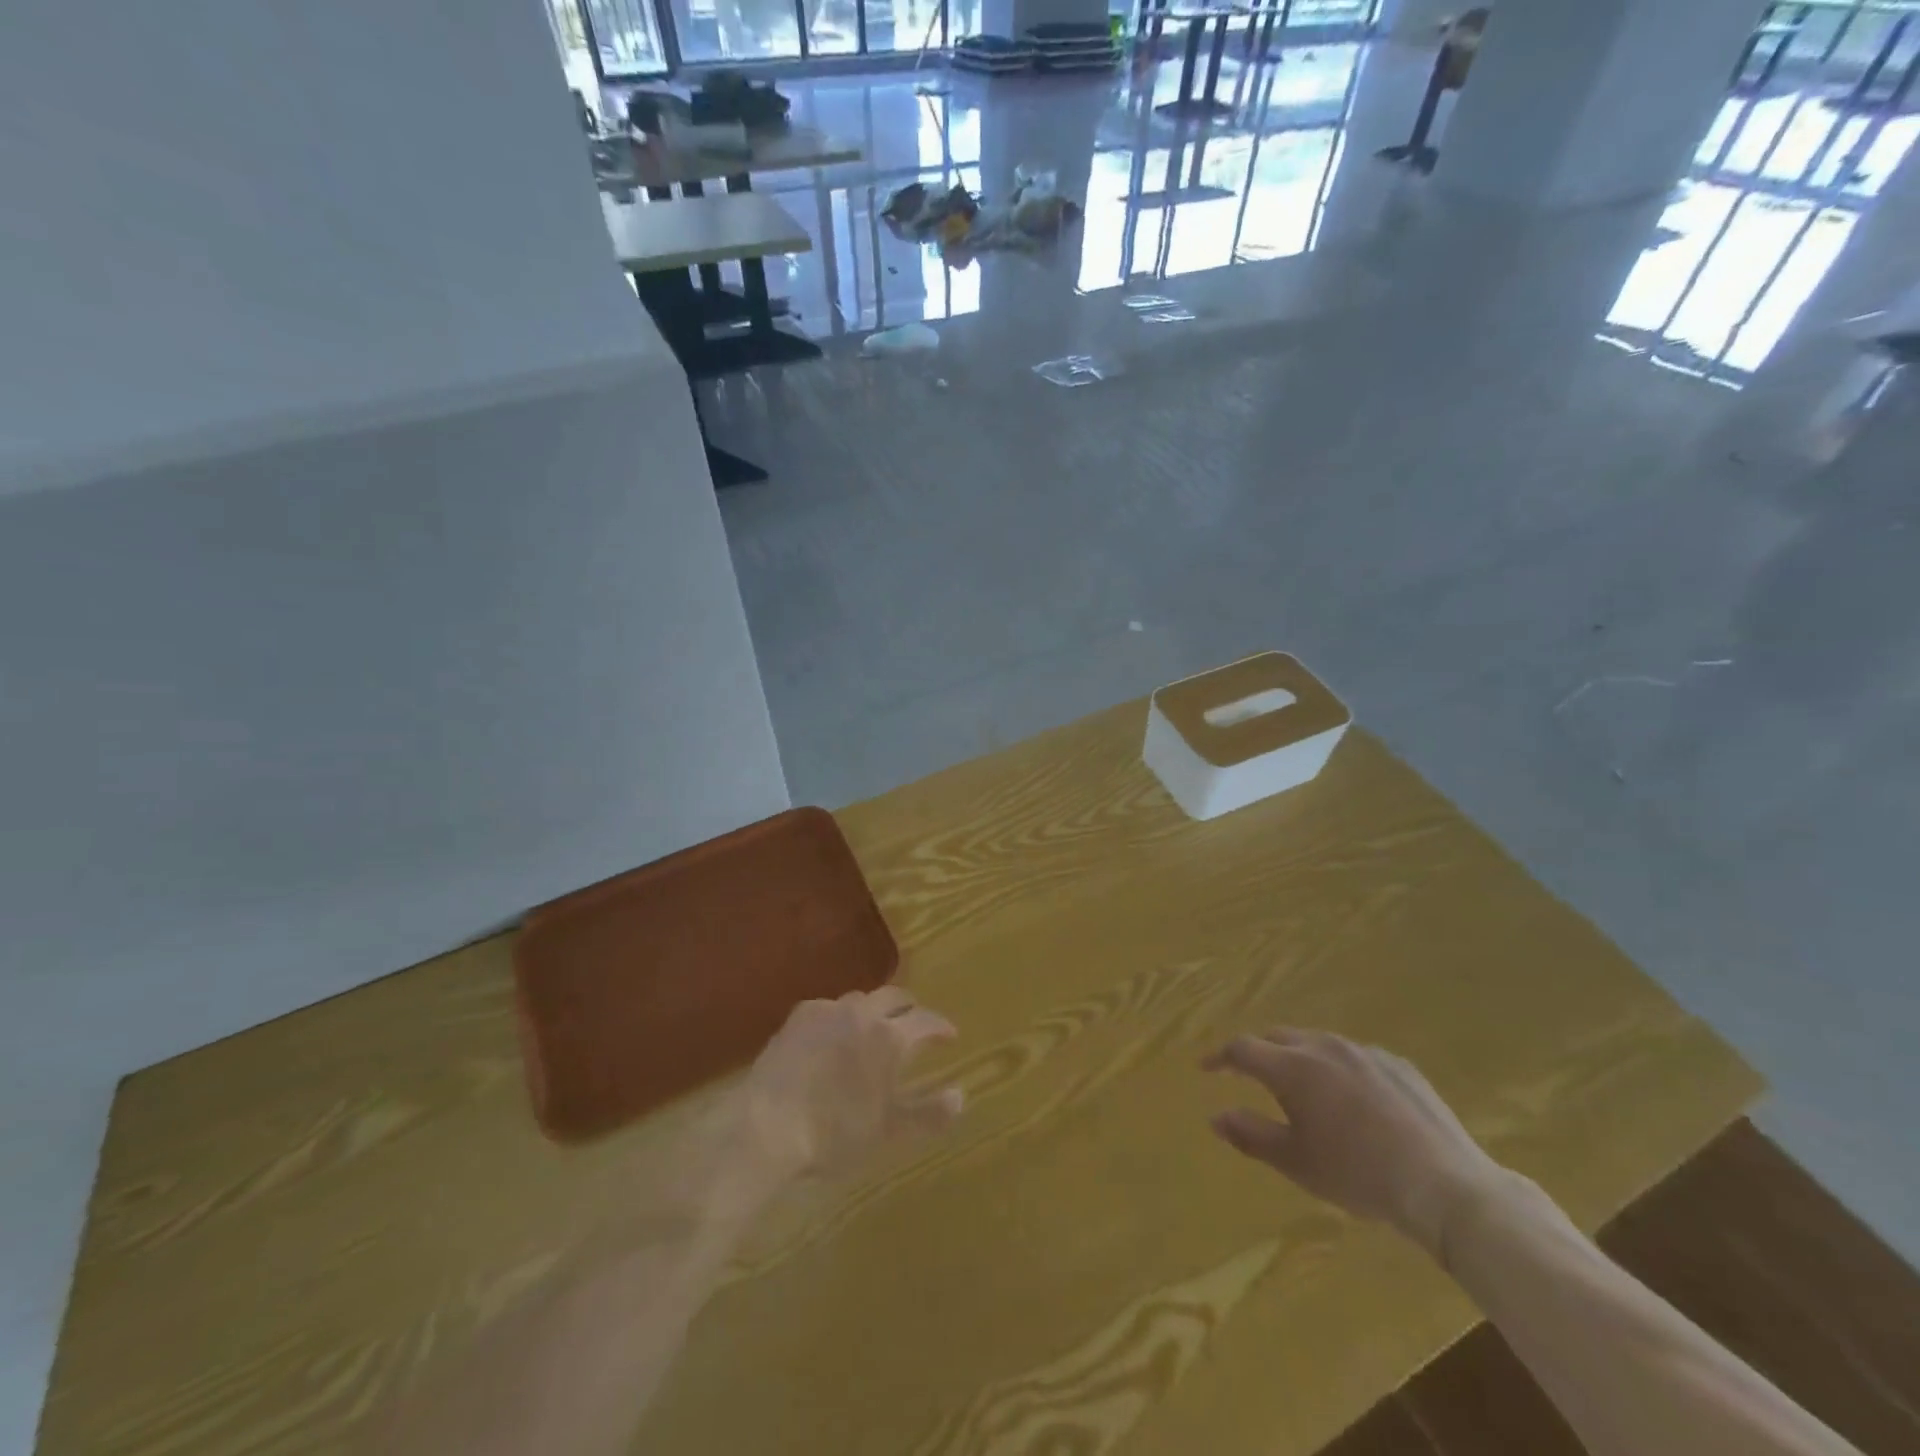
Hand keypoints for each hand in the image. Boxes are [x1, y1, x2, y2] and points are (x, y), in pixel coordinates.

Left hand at [739, 988, 964, 1179]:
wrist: (767, 1125)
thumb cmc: (834, 1133)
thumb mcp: (888, 1130)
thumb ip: (928, 1112)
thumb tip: (961, 1096)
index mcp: (890, 1037)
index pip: (926, 1020)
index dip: (941, 1026)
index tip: (950, 1035)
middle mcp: (863, 1013)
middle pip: (895, 996)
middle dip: (910, 1008)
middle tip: (916, 1023)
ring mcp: (827, 1010)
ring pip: (861, 999)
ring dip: (876, 1009)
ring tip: (876, 1027)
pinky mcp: (798, 1016)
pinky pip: (829, 1007)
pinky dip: (841, 1017)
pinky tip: (834, 1034)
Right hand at [1204, 1028, 1507, 1255]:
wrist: (1446, 1186)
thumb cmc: (1359, 1175)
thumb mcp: (1296, 1163)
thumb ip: (1251, 1135)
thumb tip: (1215, 1117)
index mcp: (1294, 1067)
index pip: (1242, 1049)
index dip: (1219, 1057)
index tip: (1206, 1069)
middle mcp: (1324, 1046)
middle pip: (1278, 1037)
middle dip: (1258, 1053)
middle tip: (1249, 1075)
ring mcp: (1365, 1052)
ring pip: (1317, 1042)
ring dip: (1298, 1057)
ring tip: (1300, 1086)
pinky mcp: (1398, 1065)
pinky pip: (1354, 1056)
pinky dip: (1337, 1068)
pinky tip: (1351, 1098)